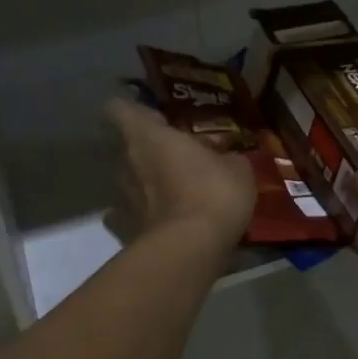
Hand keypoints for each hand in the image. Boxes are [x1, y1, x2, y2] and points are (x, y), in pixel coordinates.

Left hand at [105, 99, 255, 250]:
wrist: (191, 249)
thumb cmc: (212, 192)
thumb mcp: (237, 167)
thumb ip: (225, 156)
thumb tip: (223, 157)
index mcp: (148, 136)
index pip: (120, 109)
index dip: (135, 110)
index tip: (157, 117)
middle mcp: (127, 161)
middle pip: (129, 145)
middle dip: (152, 147)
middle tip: (183, 153)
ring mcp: (123, 197)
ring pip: (132, 177)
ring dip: (151, 179)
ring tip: (181, 186)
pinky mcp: (127, 227)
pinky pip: (137, 210)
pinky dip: (151, 210)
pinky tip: (173, 216)